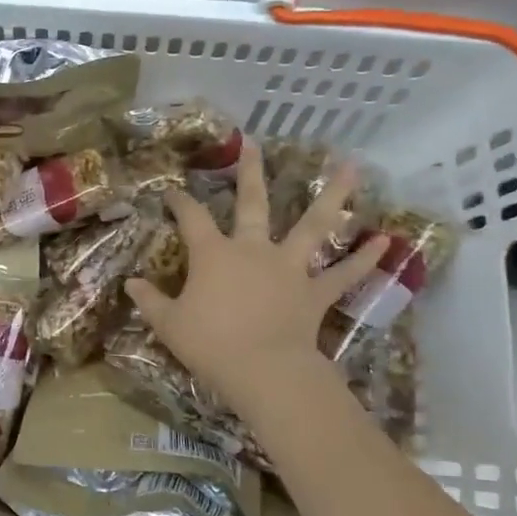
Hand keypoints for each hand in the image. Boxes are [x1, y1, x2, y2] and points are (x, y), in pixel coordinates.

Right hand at [123, 139, 389, 424]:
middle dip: (250, 172)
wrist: (263, 371)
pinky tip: (386, 240)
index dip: (180, 202)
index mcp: (214, 254)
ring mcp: (289, 268)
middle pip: (252, 203)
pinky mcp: (315, 292)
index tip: (172, 191)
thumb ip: (149, 300)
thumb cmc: (210, 344)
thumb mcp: (168, 324)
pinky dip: (365, 259)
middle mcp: (253, 250)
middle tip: (254, 144)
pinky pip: (343, 274)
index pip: (191, 218)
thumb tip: (130, 283)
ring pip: (313, 226)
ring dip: (333, 196)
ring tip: (352, 167)